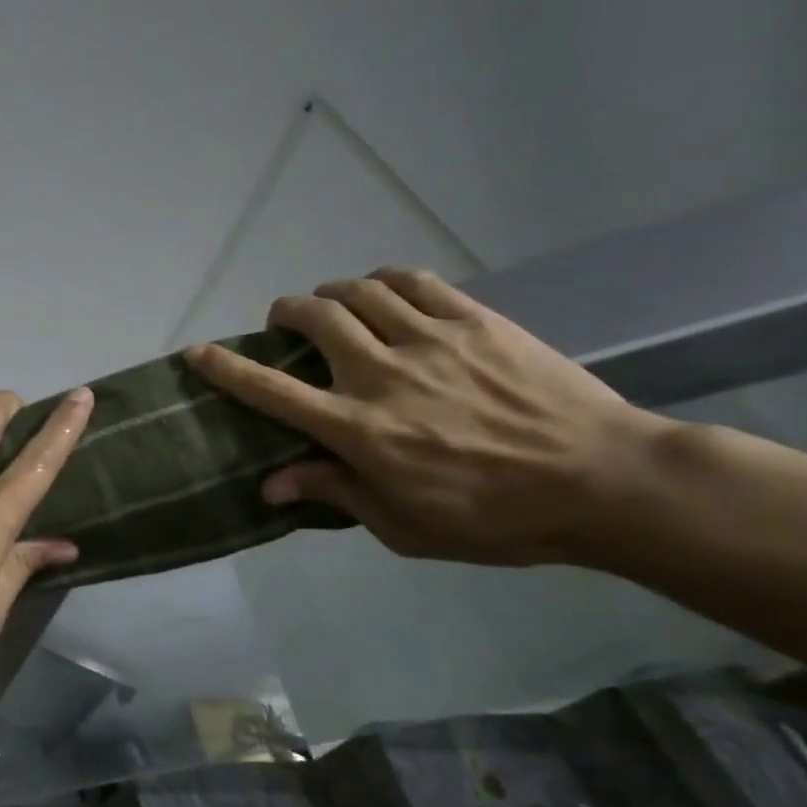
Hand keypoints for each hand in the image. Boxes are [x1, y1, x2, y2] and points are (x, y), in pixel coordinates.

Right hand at [187, 268, 660, 565]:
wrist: (609, 483)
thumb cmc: (497, 518)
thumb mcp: (404, 525)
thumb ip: (334, 493)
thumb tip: (270, 485)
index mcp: (358, 429)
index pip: (271, 390)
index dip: (226, 369)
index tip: (197, 352)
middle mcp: (382, 374)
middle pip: (315, 319)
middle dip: (285, 312)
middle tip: (284, 323)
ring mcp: (431, 341)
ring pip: (360, 292)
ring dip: (331, 293)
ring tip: (332, 306)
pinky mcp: (477, 322)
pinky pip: (416, 282)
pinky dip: (384, 280)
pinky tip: (383, 292)